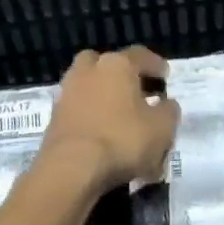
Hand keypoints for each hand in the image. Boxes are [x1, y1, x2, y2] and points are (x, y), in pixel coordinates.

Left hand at [37, 47, 180, 191]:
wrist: (71, 169)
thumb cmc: (123, 140)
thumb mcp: (162, 128)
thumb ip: (169, 111)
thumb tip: (166, 103)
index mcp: (117, 65)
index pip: (140, 55)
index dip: (155, 65)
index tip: (165, 77)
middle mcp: (89, 71)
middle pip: (106, 64)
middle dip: (121, 74)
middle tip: (135, 91)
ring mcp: (67, 93)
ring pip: (89, 85)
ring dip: (103, 96)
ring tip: (120, 116)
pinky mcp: (54, 117)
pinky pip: (79, 109)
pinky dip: (91, 116)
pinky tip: (103, 134)